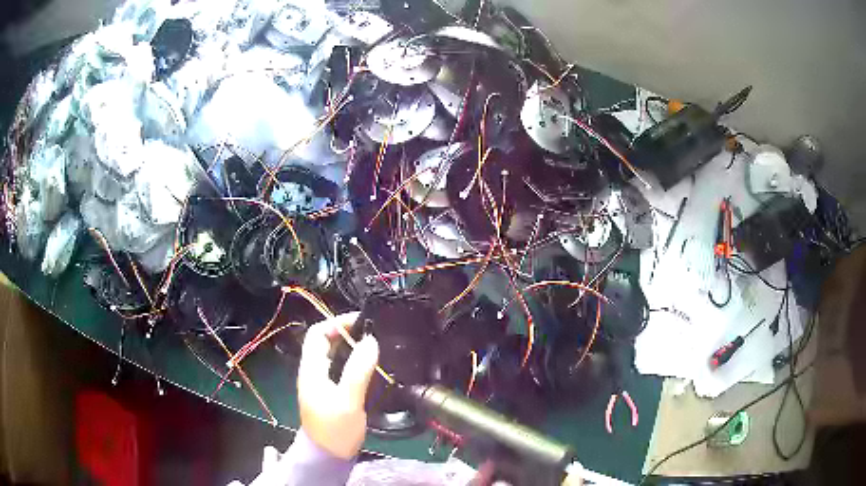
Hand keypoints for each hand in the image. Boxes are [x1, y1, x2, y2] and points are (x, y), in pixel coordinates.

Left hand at [296, 311, 379, 459]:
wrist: (328, 456)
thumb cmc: (335, 429)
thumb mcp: (348, 400)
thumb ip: (358, 370)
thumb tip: (370, 341)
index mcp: (312, 370)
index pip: (317, 334)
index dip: (336, 323)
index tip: (360, 322)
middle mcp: (313, 373)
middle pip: (324, 343)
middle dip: (346, 332)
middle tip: (371, 331)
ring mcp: (321, 384)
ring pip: (333, 356)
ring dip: (350, 347)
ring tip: (374, 345)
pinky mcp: (330, 394)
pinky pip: (339, 369)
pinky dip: (352, 361)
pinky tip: (369, 365)